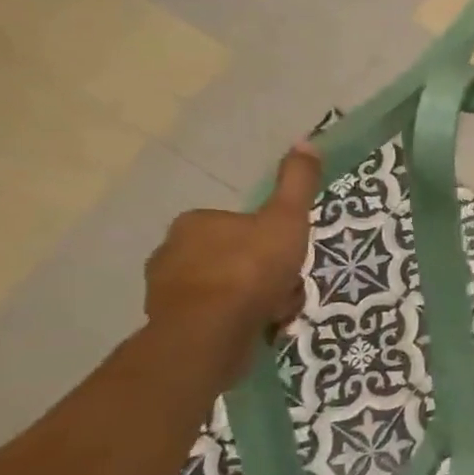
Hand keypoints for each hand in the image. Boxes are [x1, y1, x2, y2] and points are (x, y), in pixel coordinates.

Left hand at [143, 143, 322, 380]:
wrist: (211, 333)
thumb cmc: (250, 270)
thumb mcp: (286, 219)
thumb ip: (297, 183)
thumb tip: (306, 141)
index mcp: (195, 223)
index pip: (242, 226)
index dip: (272, 242)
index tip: (289, 259)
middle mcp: (171, 252)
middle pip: (237, 258)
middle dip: (265, 275)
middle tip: (286, 290)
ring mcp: (167, 292)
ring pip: (228, 290)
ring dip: (256, 301)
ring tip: (276, 314)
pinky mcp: (171, 326)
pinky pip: (216, 318)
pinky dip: (238, 323)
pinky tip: (258, 330)